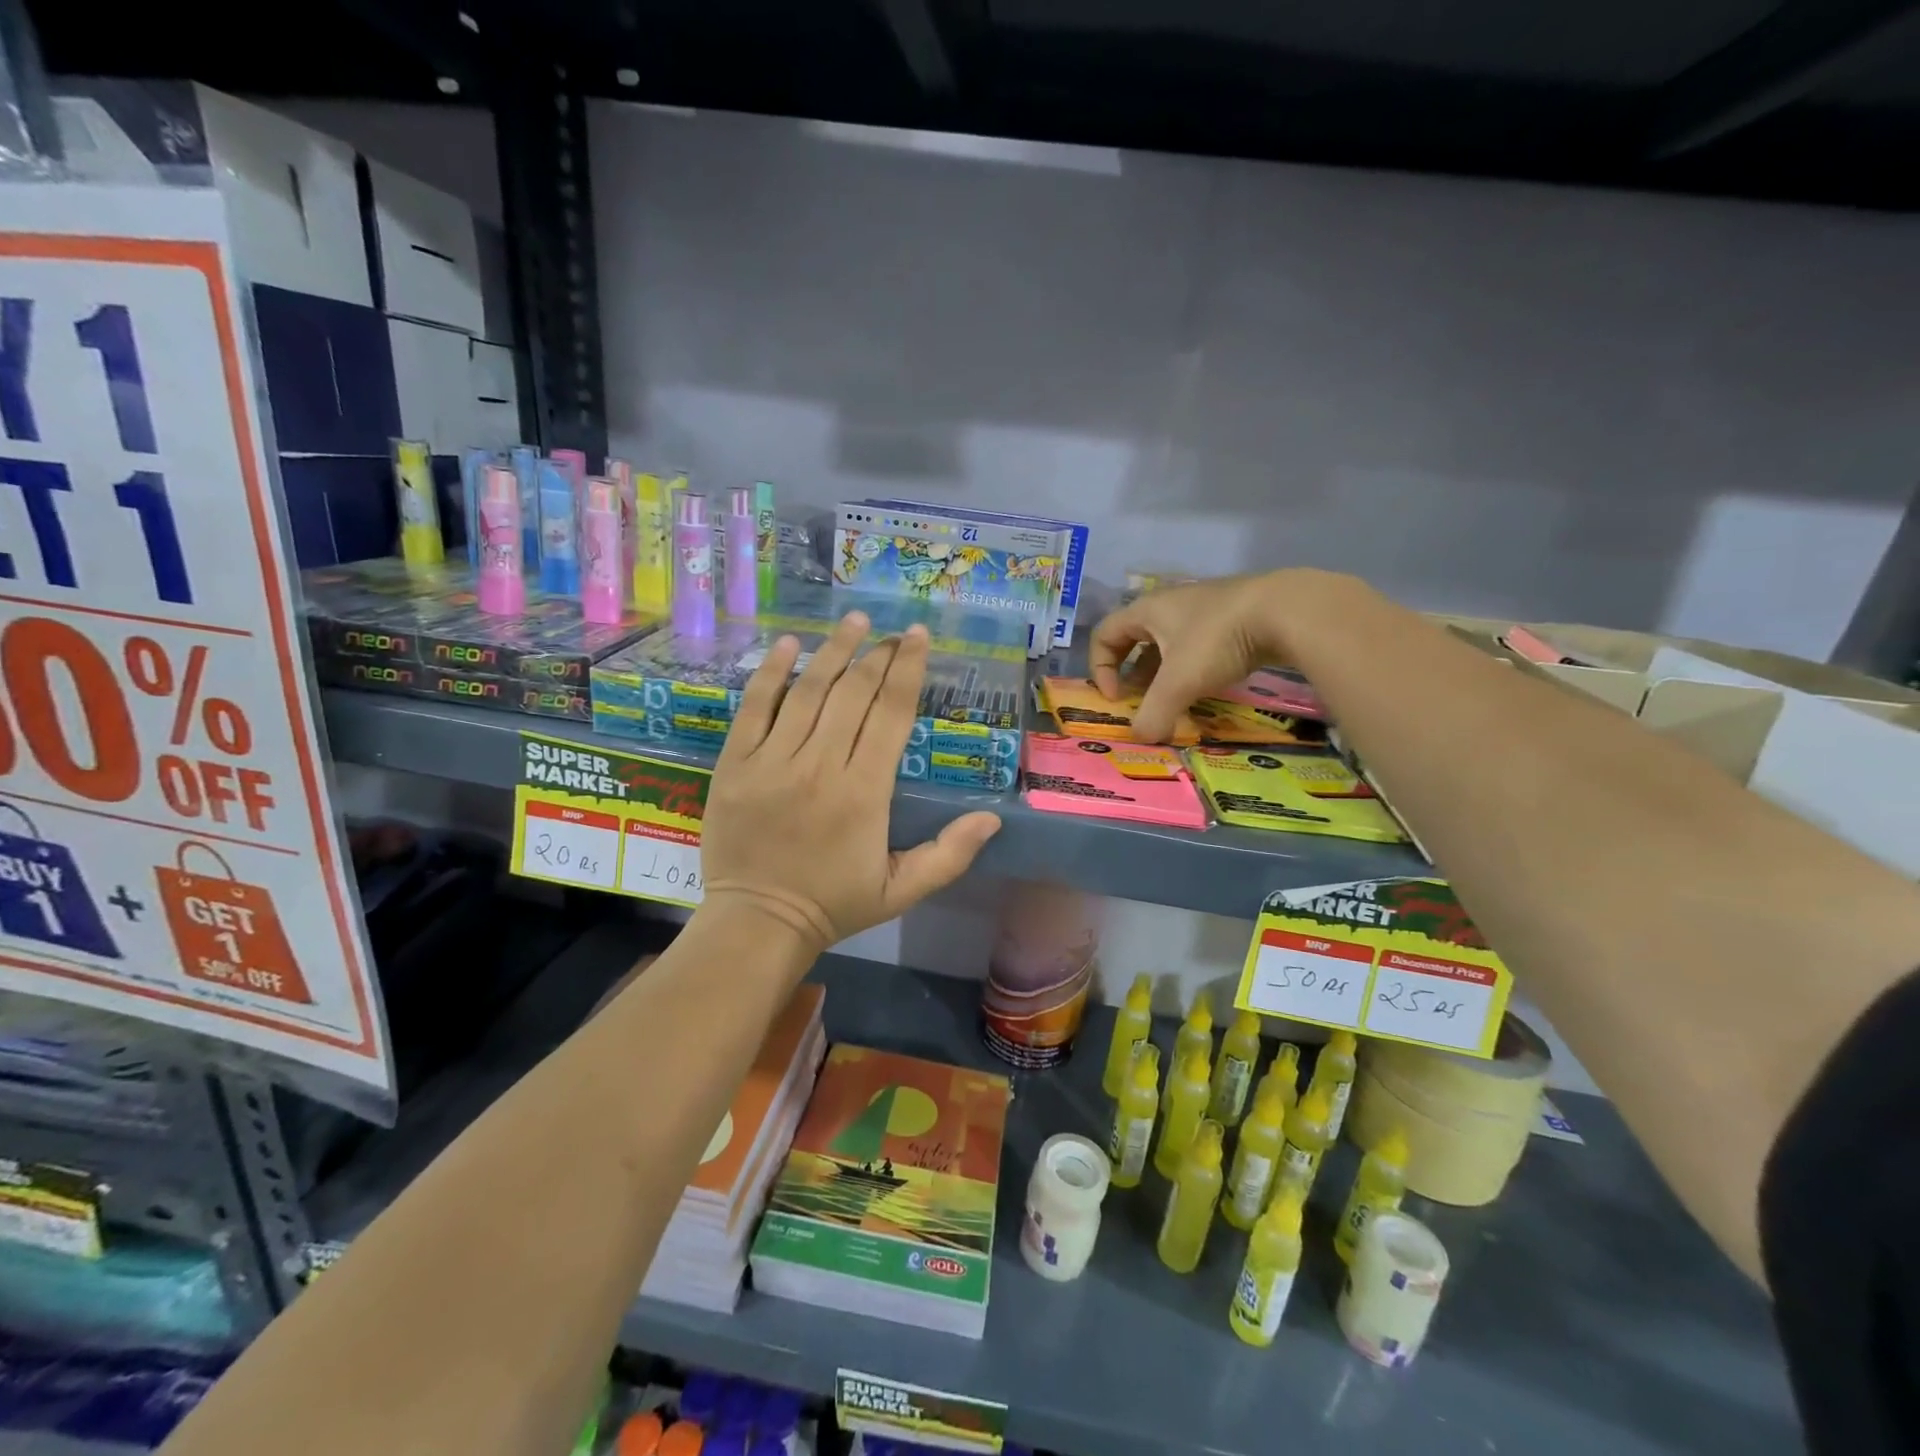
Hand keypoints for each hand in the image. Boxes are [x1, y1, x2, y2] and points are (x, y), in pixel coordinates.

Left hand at [698, 611, 1001, 953]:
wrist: (758, 923)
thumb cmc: (834, 905)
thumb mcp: (902, 891)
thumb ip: (949, 854)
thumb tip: (993, 818)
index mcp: (864, 793)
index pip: (891, 715)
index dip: (908, 671)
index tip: (919, 637)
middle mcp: (820, 766)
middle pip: (853, 694)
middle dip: (878, 655)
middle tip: (893, 632)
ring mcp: (772, 761)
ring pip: (807, 691)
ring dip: (834, 651)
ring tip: (854, 622)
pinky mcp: (735, 763)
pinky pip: (754, 708)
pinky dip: (771, 673)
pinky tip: (789, 644)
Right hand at [1089, 570, 1345, 741]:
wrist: (1286, 610)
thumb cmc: (1217, 639)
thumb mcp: (1179, 682)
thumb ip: (1154, 714)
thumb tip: (1141, 738)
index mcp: (1147, 610)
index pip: (1104, 634)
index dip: (1100, 668)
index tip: (1117, 698)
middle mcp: (1170, 605)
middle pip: (1136, 639)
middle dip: (1133, 674)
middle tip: (1142, 701)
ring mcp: (1204, 608)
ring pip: (1170, 643)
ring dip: (1164, 673)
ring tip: (1175, 700)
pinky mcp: (1233, 617)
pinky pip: (1199, 645)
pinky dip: (1194, 668)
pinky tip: (1209, 686)